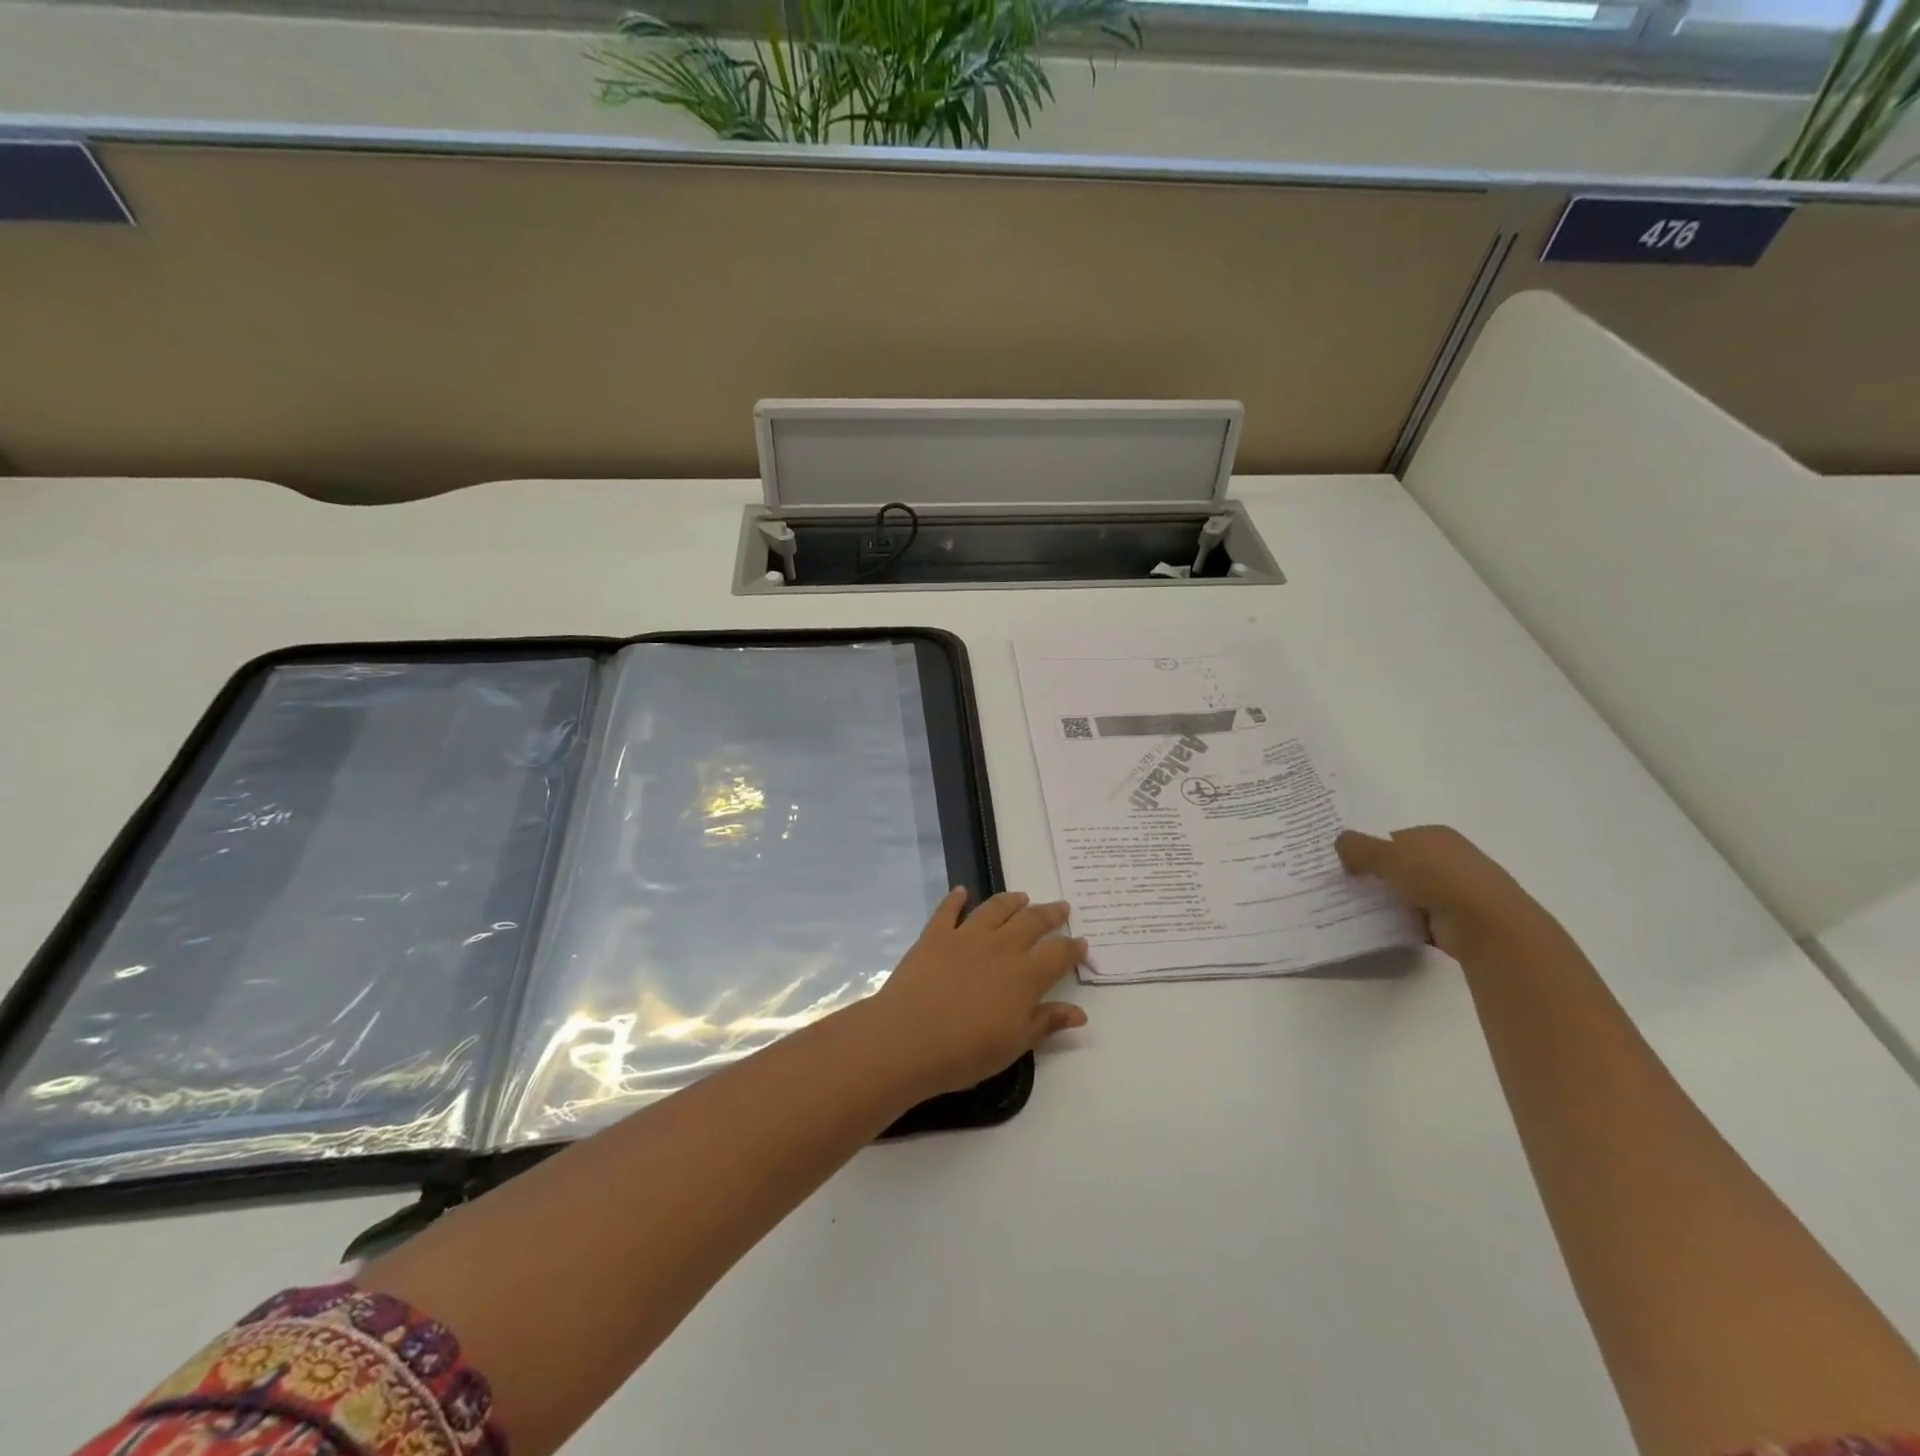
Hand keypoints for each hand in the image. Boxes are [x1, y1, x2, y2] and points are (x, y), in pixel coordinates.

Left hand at [866, 888, 1088, 1098]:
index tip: (1082, 943)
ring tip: (1021, 897)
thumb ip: (1046, 1022)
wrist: (908, 1039)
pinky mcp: (935, 935)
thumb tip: (1080, 1012)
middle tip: (1061, 907)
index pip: (1058, 955)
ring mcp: (966, 936)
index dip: (1073, 948)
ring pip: (995, 909)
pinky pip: (949, 909)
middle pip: (1032, 922)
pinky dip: (956, 898)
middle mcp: (1000, 947)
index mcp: (1025, 975)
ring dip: (1011, 901)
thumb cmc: (966, 1051)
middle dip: (1050, 914)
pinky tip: (961, 891)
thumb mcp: (1014, 1045)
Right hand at [1335, 825, 1547, 958]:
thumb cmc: (1436, 876)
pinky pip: (1419, 919)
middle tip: (1348, 886)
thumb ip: (1357, 847)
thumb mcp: (1386, 854)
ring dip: (1389, 901)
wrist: (1485, 923)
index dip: (1369, 849)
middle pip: (1402, 865)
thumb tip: (1340, 845)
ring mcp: (1456, 891)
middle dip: (1378, 876)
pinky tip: (1383, 928)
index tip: (1347, 865)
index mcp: (1436, 835)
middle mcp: (1449, 858)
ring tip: (1358, 909)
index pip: (1395, 838)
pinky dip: (1403, 923)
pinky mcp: (1457, 920)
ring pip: (1409, 893)